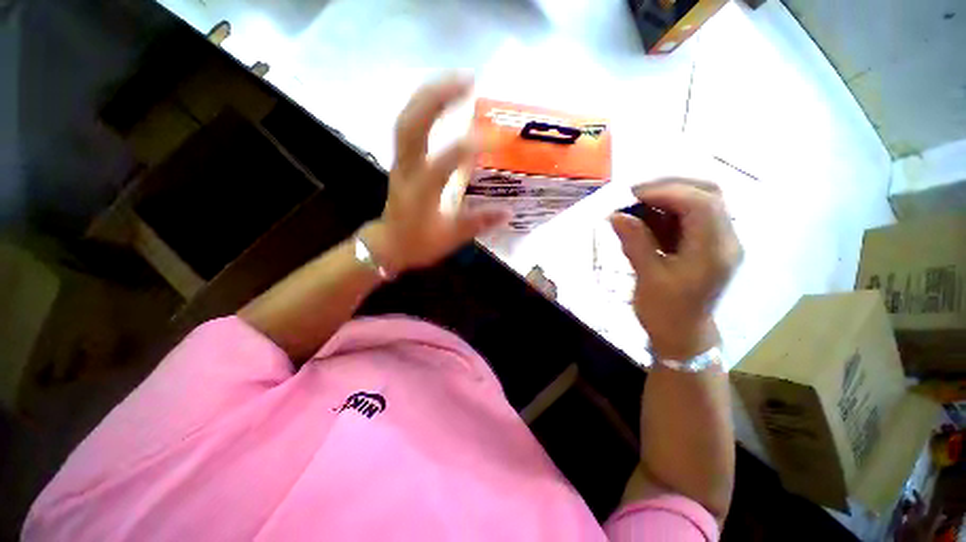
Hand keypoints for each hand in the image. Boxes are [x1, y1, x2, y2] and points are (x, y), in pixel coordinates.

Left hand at [362, 75, 510, 273]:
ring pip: (407, 119)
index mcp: (421, 193)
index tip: (497, 138)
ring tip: (458, 80)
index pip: (442, 163)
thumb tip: (508, 211)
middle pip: (412, 125)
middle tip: (469, 80)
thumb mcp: (451, 238)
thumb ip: (479, 223)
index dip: (468, 147)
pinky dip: (422, 106)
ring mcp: (401, 161)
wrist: (389, 244)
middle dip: (438, 98)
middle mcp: (407, 171)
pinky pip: (407, 125)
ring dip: (429, 94)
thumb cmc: (419, 244)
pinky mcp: (401, 159)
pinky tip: (440, 98)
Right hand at [610, 179, 742, 359]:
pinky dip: (669, 210)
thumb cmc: (665, 313)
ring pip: (701, 201)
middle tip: (635, 195)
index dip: (666, 192)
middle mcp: (725, 240)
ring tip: (637, 204)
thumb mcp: (648, 279)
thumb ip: (635, 243)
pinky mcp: (708, 244)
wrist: (683, 336)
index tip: (632, 196)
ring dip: (668, 197)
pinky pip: (692, 215)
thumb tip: (616, 215)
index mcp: (714, 252)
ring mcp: (720, 241)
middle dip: (669, 187)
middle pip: (708, 194)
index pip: (701, 204)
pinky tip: (647, 217)